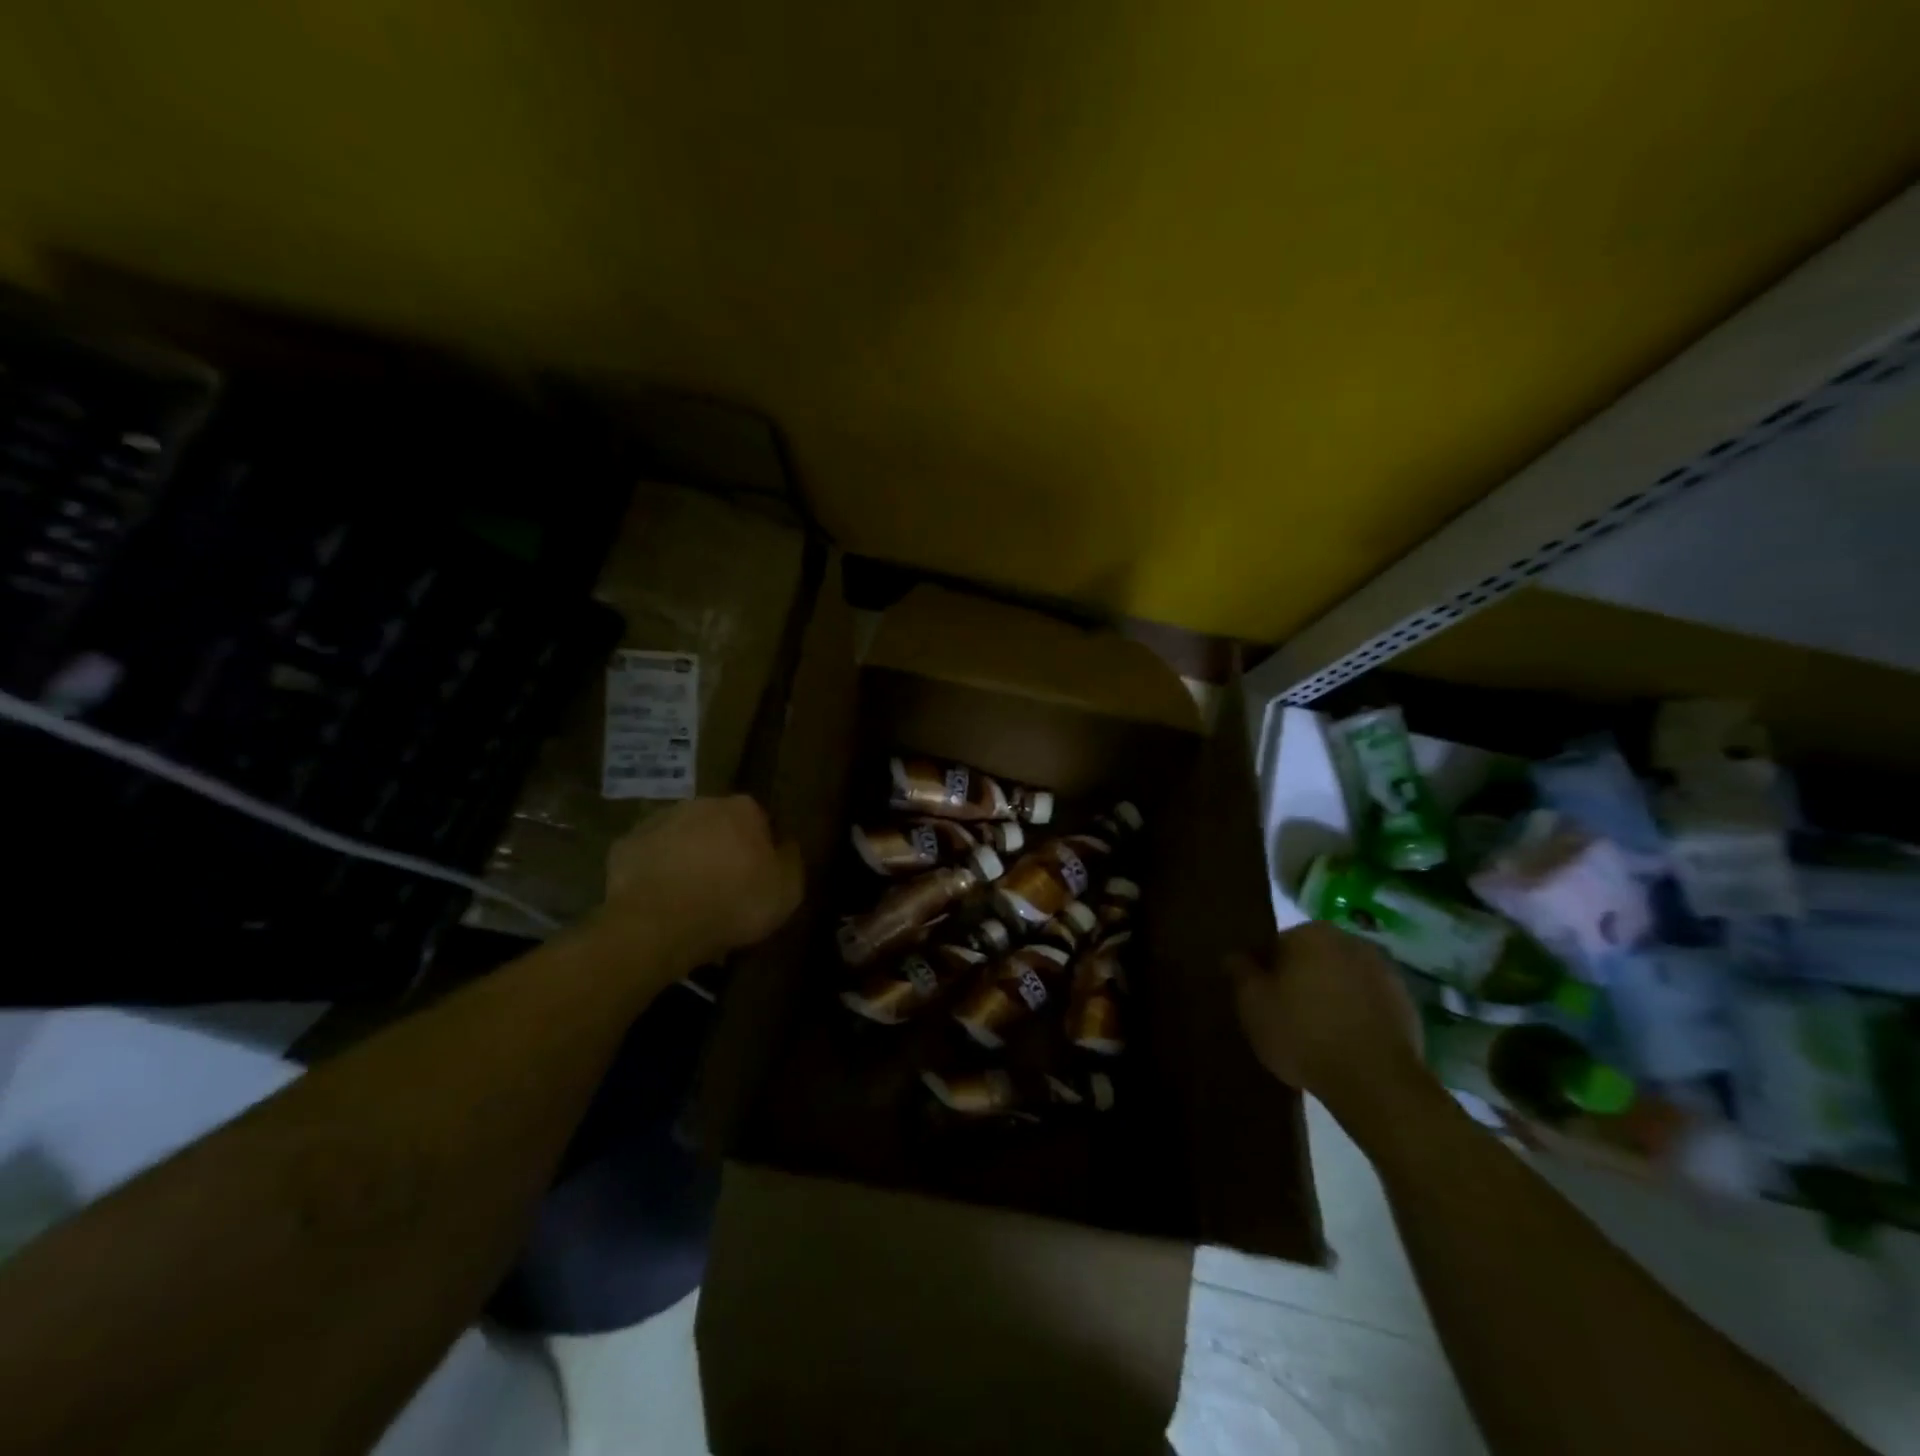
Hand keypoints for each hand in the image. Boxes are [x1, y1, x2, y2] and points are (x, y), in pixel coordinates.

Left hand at [599, 796, 802, 966]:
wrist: (659, 923)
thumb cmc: (734, 903)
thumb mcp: (787, 890)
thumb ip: (791, 861)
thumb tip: (786, 846)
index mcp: (743, 809)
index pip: (760, 821)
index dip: (761, 849)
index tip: (760, 876)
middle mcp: (701, 804)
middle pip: (718, 824)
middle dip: (722, 848)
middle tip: (725, 886)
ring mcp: (658, 821)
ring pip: (681, 837)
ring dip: (687, 857)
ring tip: (690, 897)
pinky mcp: (625, 846)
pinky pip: (648, 858)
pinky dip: (655, 873)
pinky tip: (659, 901)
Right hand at [1230, 921, 1428, 1131]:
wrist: (1376, 1083)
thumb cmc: (1303, 1034)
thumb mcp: (1253, 1005)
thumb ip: (1240, 973)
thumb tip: (1234, 955)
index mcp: (1311, 933)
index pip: (1276, 945)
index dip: (1265, 973)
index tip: (1261, 1000)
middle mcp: (1350, 941)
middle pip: (1312, 959)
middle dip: (1299, 981)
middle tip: (1285, 1017)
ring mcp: (1384, 972)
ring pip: (1342, 980)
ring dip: (1329, 998)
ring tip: (1316, 1036)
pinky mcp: (1406, 1004)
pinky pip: (1367, 1004)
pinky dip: (1355, 1016)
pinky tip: (1344, 1045)